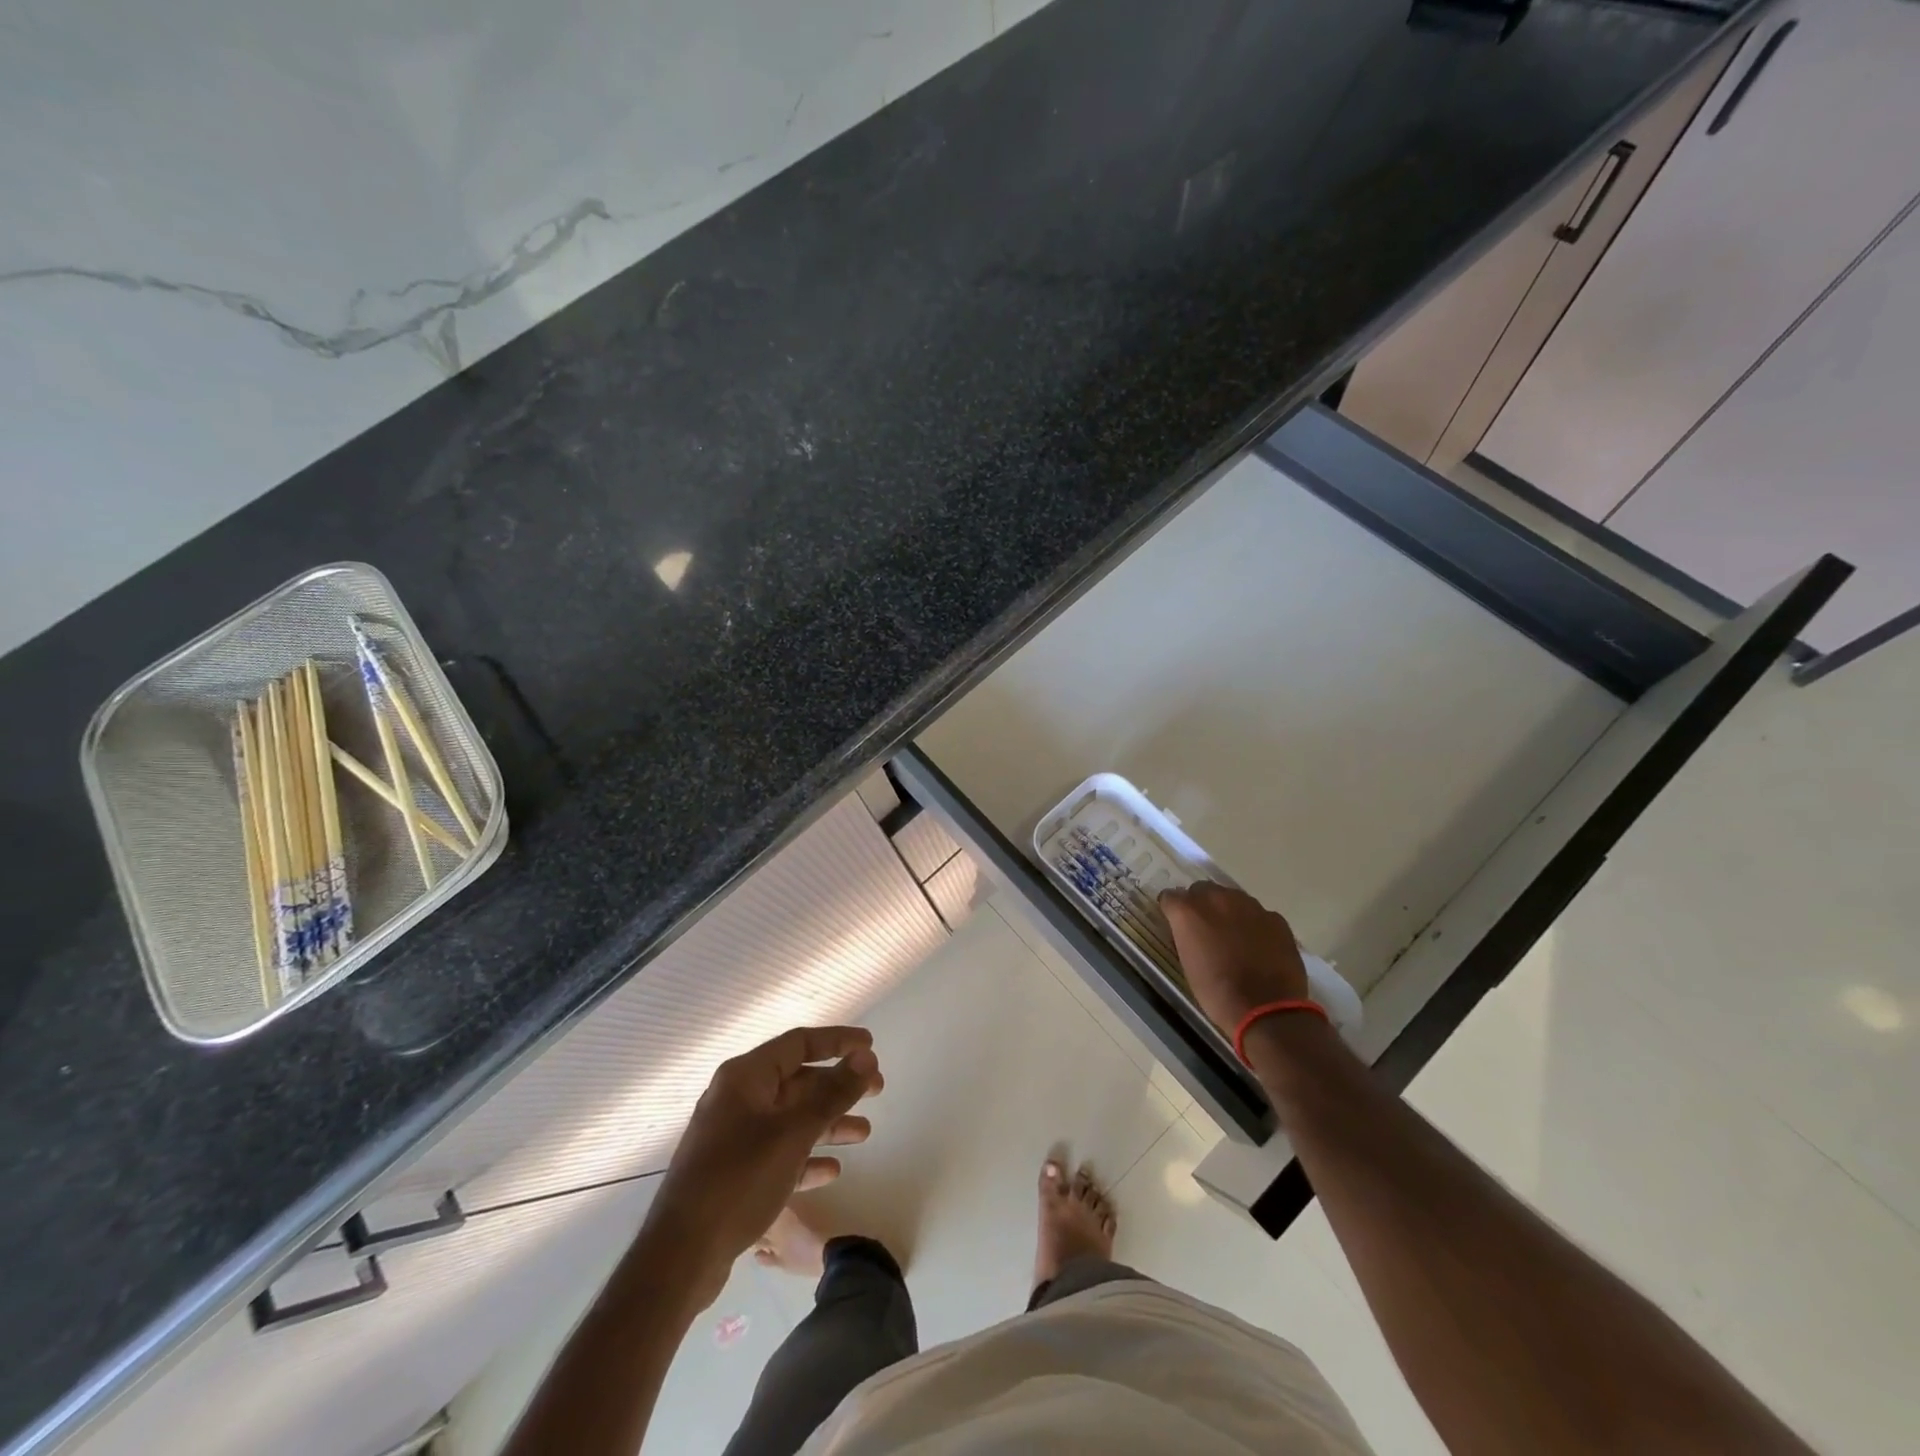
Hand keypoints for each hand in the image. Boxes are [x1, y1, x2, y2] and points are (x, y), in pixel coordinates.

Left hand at [648, 1026, 881, 1307]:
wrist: (680, 1257)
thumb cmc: (739, 1180)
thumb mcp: (794, 1132)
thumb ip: (833, 1092)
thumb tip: (865, 1056)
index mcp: (745, 1077)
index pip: (799, 1043)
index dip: (837, 1041)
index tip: (870, 1046)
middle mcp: (737, 1098)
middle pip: (797, 1081)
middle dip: (838, 1086)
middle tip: (876, 1091)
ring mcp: (732, 1136)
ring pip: (790, 1118)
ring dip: (827, 1123)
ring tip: (864, 1133)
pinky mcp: (732, 1172)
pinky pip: (778, 1152)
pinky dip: (805, 1156)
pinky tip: (832, 1171)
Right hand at [1158, 881, 1309, 1035]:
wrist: (1266, 1010)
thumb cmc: (1217, 993)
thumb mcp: (1188, 964)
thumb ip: (1186, 937)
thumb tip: (1189, 931)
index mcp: (1189, 912)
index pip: (1170, 897)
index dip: (1172, 910)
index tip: (1176, 924)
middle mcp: (1217, 899)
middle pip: (1202, 889)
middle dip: (1200, 904)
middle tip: (1204, 929)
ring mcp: (1249, 906)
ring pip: (1232, 897)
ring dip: (1228, 911)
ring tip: (1233, 936)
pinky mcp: (1275, 918)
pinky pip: (1258, 914)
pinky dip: (1254, 924)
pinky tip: (1258, 946)